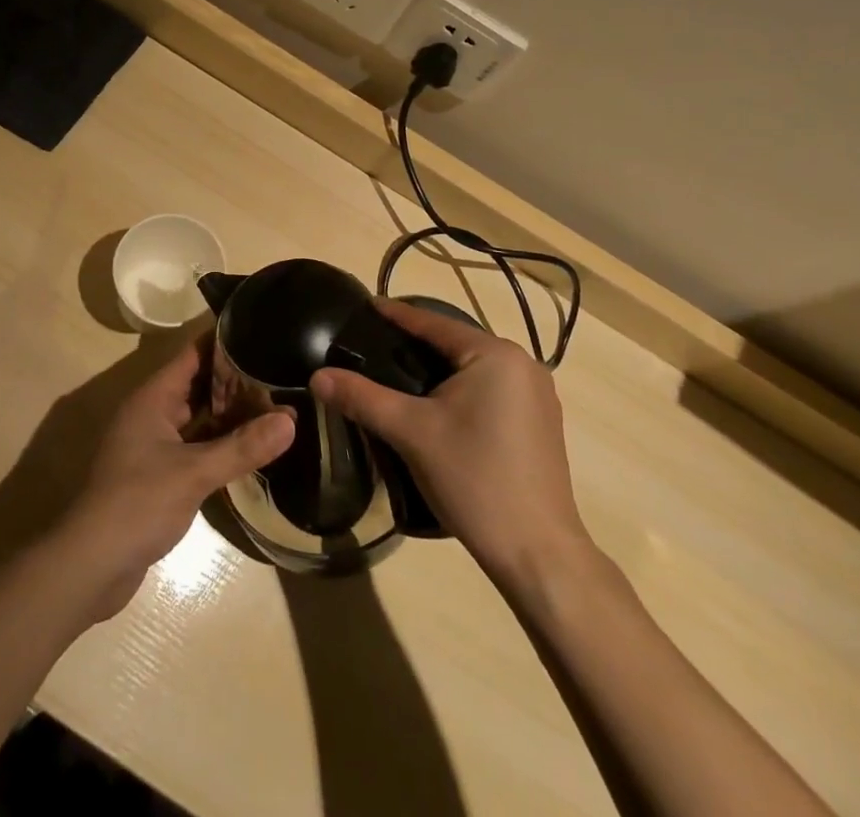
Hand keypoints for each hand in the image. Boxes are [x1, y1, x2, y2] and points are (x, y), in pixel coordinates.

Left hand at [56, 338, 293, 621]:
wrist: (91, 565)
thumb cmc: (138, 503)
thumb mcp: (194, 473)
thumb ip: (242, 446)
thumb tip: (291, 421)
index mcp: (154, 397)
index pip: (193, 353)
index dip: (225, 340)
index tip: (262, 331)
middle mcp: (153, 413)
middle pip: (199, 384)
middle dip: (237, 380)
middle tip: (281, 372)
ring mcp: (155, 445)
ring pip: (200, 418)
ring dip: (232, 414)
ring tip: (277, 405)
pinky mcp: (160, 475)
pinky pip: (197, 446)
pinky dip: (222, 443)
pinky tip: (253, 447)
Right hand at [310, 298, 593, 584]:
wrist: (537, 554)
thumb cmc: (474, 479)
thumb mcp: (411, 433)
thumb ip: (363, 398)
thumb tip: (318, 377)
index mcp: (496, 355)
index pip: (435, 323)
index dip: (396, 315)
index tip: (366, 305)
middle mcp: (524, 364)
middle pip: (456, 344)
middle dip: (415, 343)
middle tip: (374, 344)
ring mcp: (538, 396)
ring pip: (474, 369)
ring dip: (438, 369)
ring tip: (397, 373)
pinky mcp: (541, 424)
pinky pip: (491, 390)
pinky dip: (461, 390)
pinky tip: (437, 406)